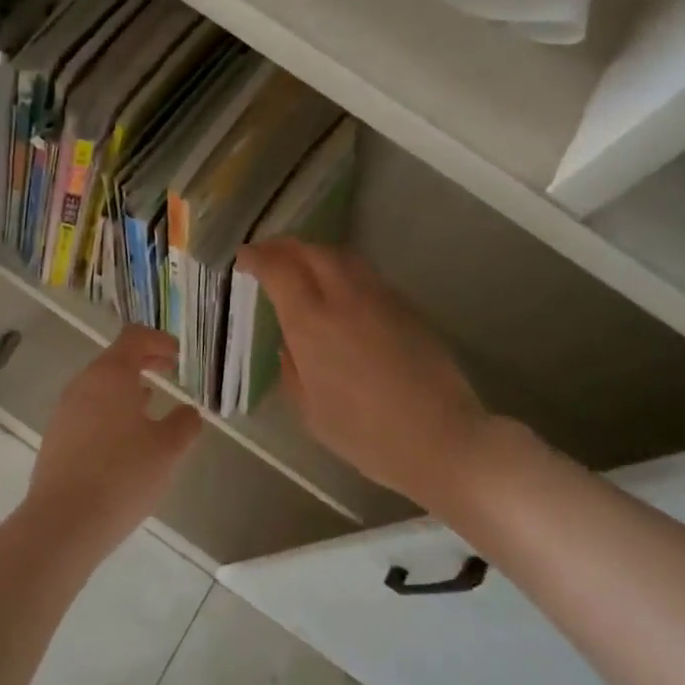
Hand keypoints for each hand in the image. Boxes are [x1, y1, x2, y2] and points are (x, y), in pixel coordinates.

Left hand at [22, 325, 201, 558]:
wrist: (64, 522)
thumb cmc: (122, 476)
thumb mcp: (168, 449)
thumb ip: (184, 424)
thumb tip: (187, 412)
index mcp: (110, 375)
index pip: (134, 337)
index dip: (159, 341)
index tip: (178, 356)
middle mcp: (82, 385)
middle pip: (115, 360)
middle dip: (145, 363)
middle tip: (170, 372)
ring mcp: (65, 412)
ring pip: (100, 387)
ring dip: (127, 389)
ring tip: (152, 406)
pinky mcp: (56, 438)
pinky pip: (89, 412)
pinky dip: (111, 412)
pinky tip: (126, 440)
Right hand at [238, 240, 524, 515]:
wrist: (440, 438)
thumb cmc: (365, 434)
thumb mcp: (311, 412)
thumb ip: (293, 370)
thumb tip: (289, 344)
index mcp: (311, 323)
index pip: (278, 270)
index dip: (257, 258)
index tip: (244, 259)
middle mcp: (344, 298)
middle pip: (311, 250)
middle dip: (285, 246)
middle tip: (269, 255)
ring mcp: (380, 298)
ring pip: (343, 256)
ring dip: (316, 253)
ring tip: (303, 266)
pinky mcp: (406, 308)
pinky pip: (366, 275)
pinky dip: (343, 270)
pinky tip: (340, 291)